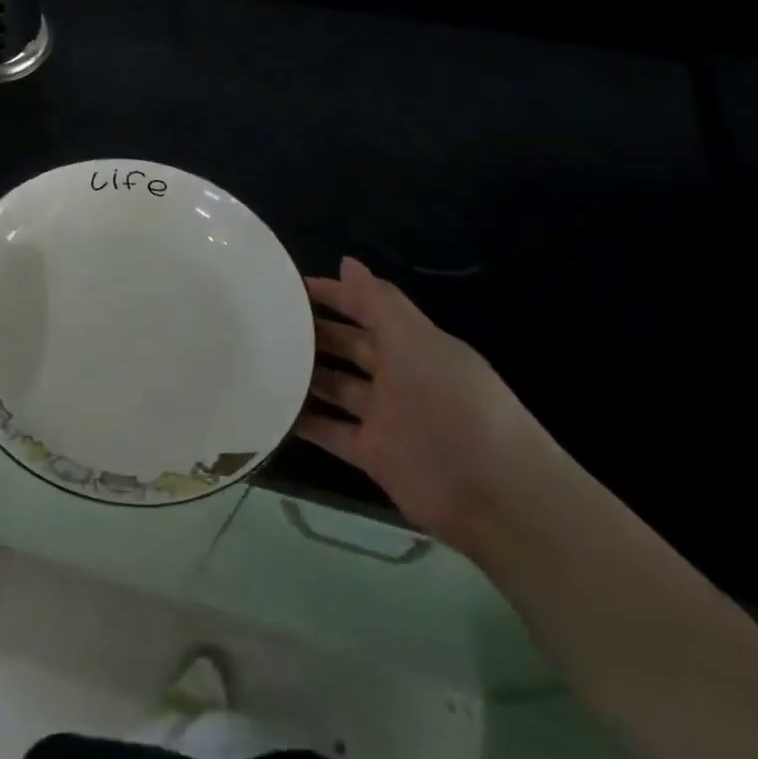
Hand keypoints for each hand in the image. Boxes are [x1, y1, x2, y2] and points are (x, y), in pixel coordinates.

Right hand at [294, 257, 555, 550]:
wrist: (495, 496)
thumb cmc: (455, 406)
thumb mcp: (416, 343)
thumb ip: (379, 303)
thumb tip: (347, 261)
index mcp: (414, 346)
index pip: (369, 310)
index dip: (336, 295)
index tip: (292, 286)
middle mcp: (399, 377)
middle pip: (351, 346)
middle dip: (315, 332)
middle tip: (267, 322)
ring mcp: (386, 417)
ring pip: (337, 387)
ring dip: (306, 374)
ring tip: (262, 359)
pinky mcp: (374, 455)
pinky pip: (331, 432)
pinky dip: (305, 422)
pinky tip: (272, 408)